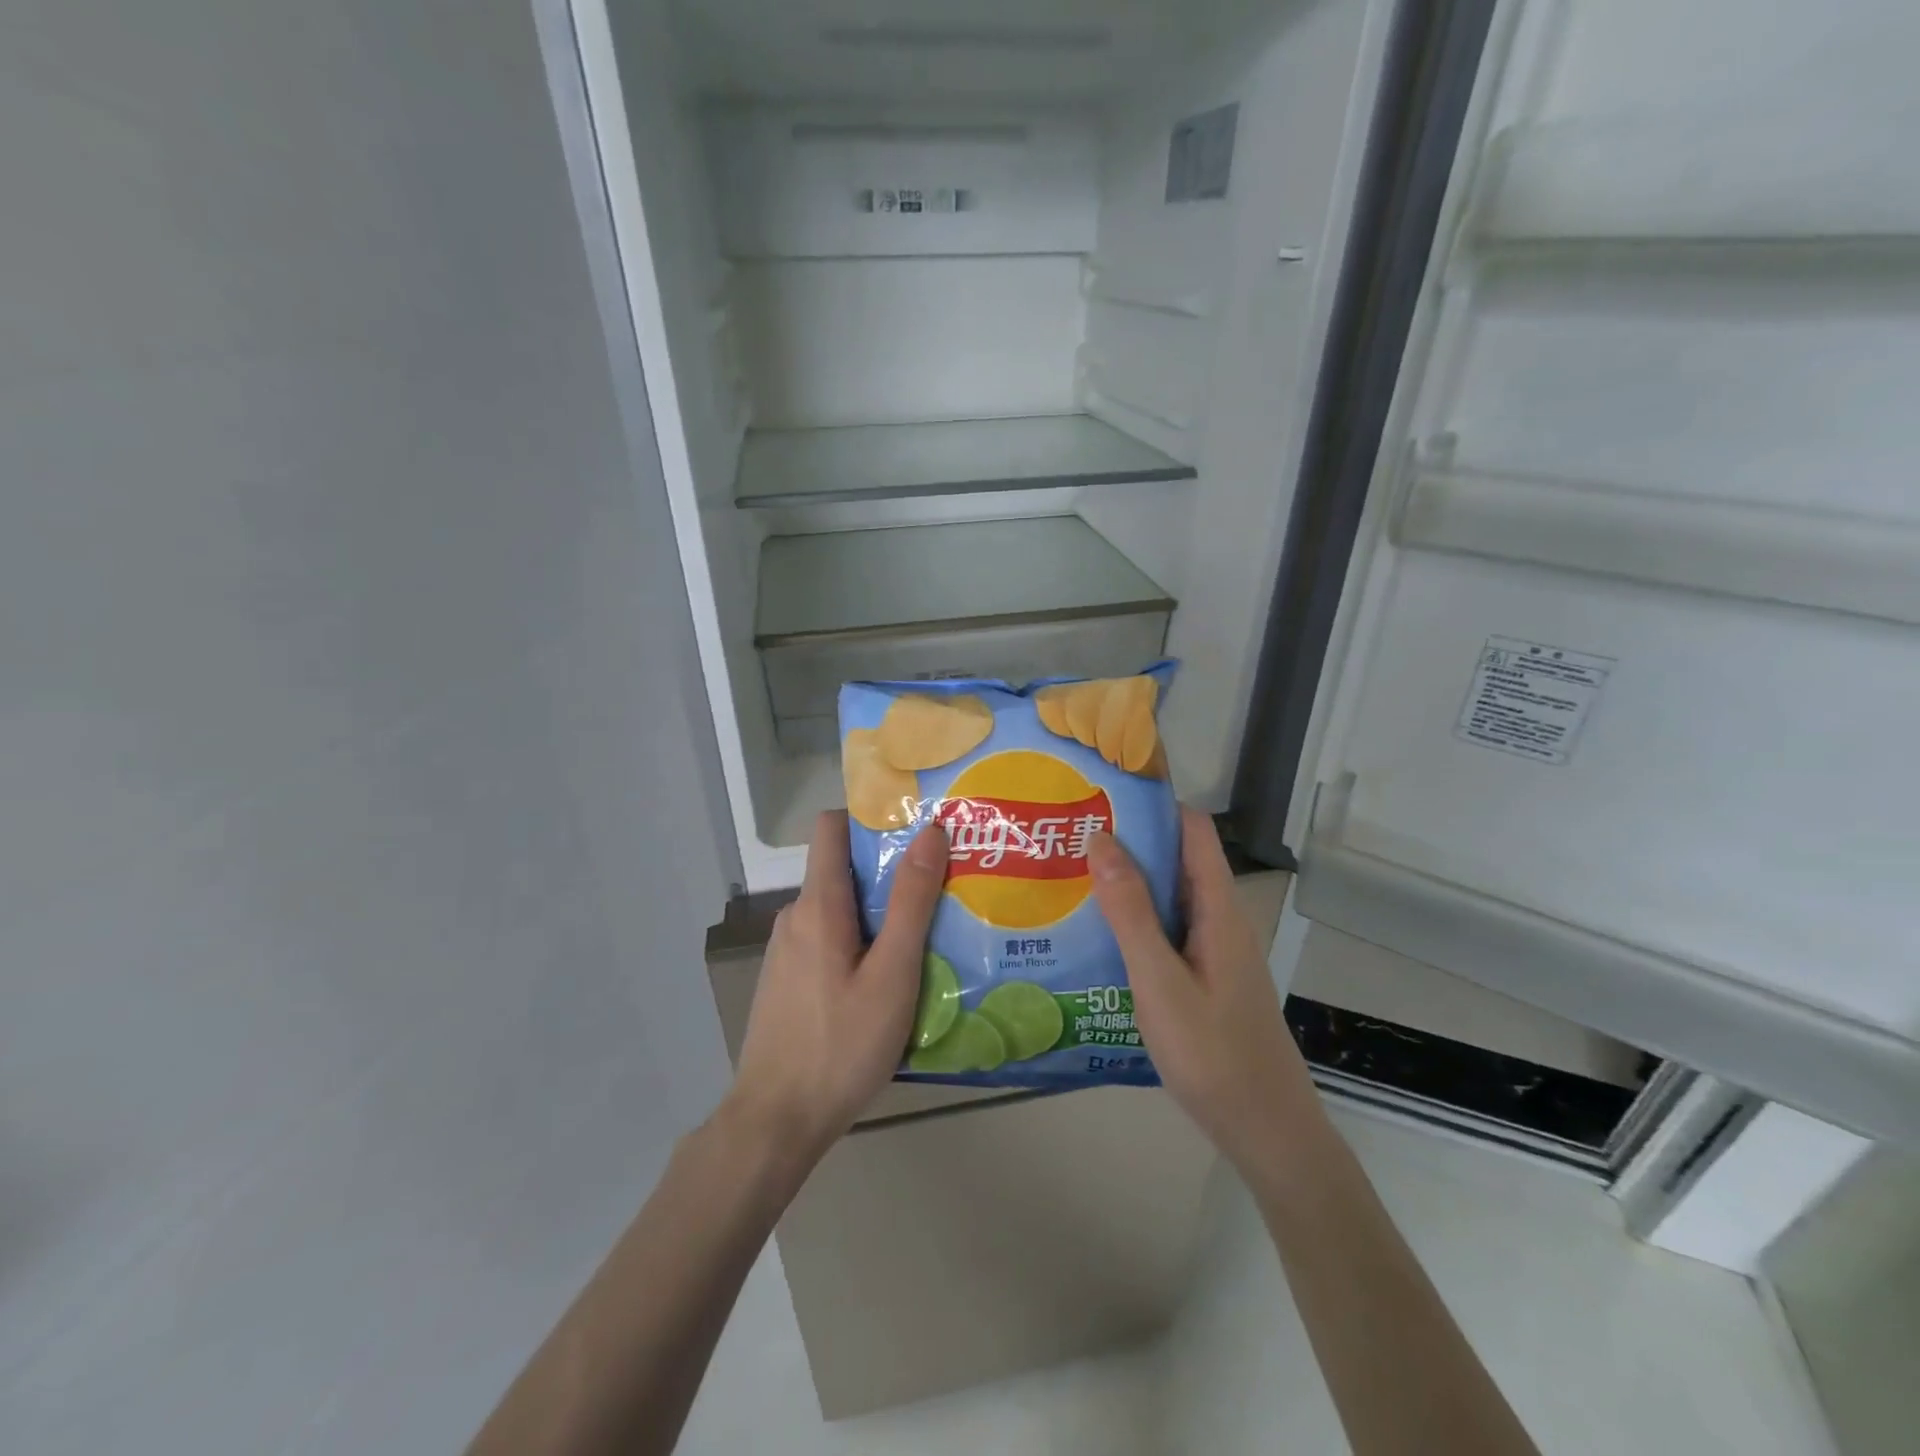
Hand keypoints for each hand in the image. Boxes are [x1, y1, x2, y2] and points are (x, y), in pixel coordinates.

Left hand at [721, 811, 948, 1167]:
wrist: (775, 1122)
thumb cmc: (841, 1045)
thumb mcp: (892, 974)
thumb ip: (911, 902)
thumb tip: (930, 832)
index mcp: (818, 905)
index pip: (831, 827)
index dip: (870, 818)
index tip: (915, 829)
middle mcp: (795, 917)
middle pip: (842, 870)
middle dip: (889, 872)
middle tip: (942, 888)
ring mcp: (786, 951)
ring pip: (838, 910)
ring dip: (877, 913)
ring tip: (926, 935)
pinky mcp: (787, 981)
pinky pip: (828, 941)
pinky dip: (859, 944)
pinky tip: (888, 980)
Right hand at [1088, 807, 1320, 1176]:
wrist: (1265, 1131)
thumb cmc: (1213, 1054)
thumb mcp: (1160, 980)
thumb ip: (1131, 911)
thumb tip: (1102, 838)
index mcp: (1218, 909)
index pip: (1192, 830)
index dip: (1153, 805)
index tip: (1101, 795)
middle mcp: (1218, 919)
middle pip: (1176, 860)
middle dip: (1127, 842)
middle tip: (1067, 836)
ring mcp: (1212, 950)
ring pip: (1168, 898)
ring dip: (1126, 884)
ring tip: (1068, 878)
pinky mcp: (1202, 977)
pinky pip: (1166, 931)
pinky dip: (1133, 922)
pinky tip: (1093, 936)